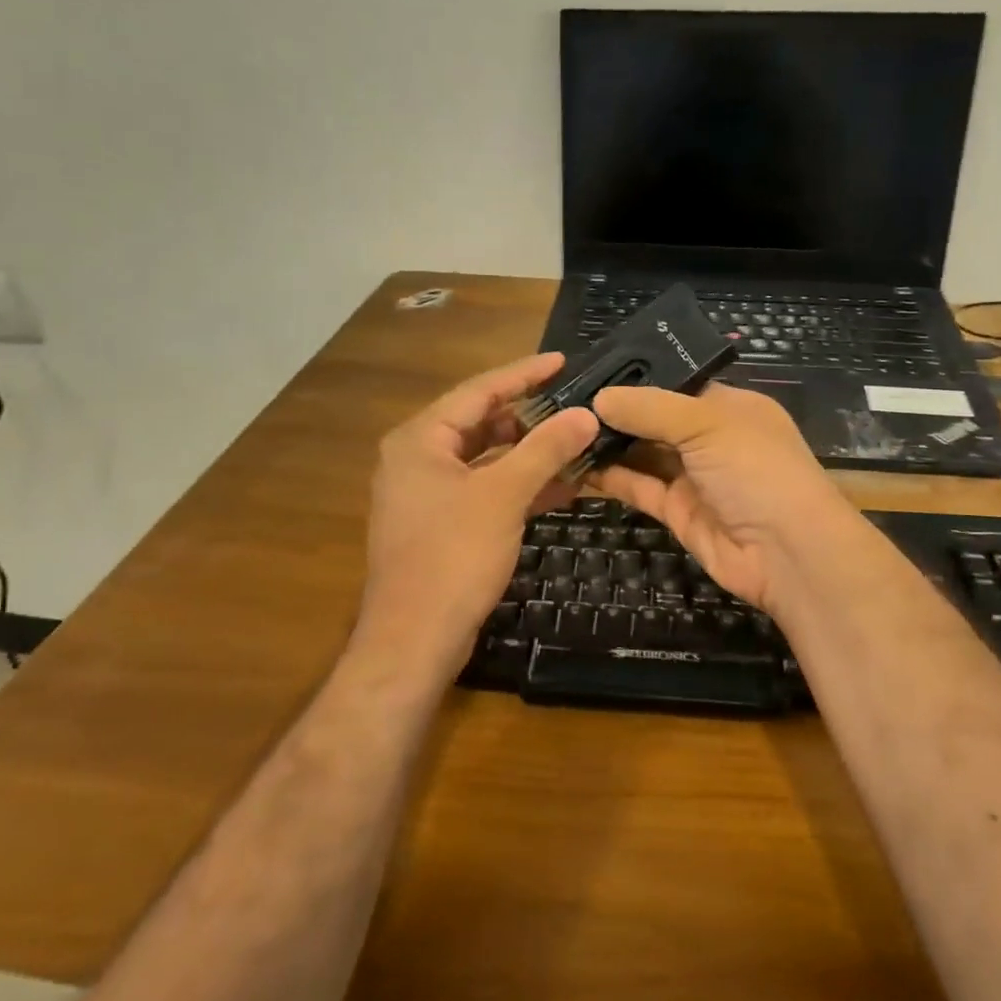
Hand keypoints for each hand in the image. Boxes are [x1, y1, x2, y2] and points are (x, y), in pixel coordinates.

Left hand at [361, 354, 598, 670]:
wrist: (414, 640)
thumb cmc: (453, 556)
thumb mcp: (504, 495)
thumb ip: (546, 449)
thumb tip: (586, 414)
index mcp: (421, 439)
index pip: (479, 390)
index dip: (524, 373)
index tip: (562, 360)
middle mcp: (418, 458)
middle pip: (482, 423)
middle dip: (531, 417)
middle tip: (575, 406)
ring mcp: (428, 493)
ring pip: (486, 459)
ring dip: (530, 454)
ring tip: (577, 444)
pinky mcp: (441, 524)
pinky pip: (485, 489)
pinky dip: (519, 485)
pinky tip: (561, 487)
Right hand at [589, 384, 863, 618]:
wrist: (788, 554)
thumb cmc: (756, 470)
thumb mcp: (707, 424)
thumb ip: (651, 408)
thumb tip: (599, 397)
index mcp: (730, 407)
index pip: (677, 383)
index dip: (637, 377)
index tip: (590, 371)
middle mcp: (711, 438)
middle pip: (656, 419)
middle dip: (616, 411)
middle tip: (562, 400)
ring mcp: (694, 476)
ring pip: (643, 453)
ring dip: (608, 443)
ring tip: (560, 427)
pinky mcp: (678, 512)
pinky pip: (639, 486)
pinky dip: (610, 476)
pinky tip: (575, 462)